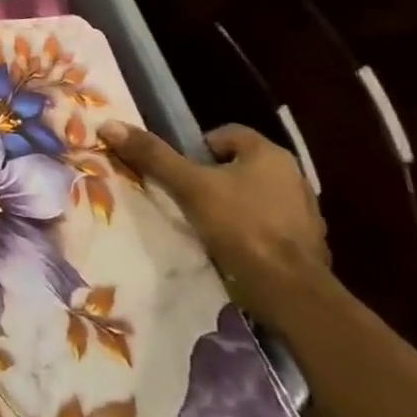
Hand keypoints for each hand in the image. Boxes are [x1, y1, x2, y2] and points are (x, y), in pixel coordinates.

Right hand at [98, 121, 328, 327]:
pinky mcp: (307, 246)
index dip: (197, 147)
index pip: (226, 134)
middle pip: (239, 166)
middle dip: (213, 178)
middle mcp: (293, 177)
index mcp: (270, 155)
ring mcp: (305, 213)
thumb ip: (153, 156)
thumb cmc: (241, 226)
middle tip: (185, 195)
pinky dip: (250, 232)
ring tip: (204, 223)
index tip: (180, 170)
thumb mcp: (189, 187)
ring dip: (233, 205)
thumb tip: (109, 124)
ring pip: (255, 197)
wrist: (291, 292)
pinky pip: (269, 227)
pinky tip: (230, 247)